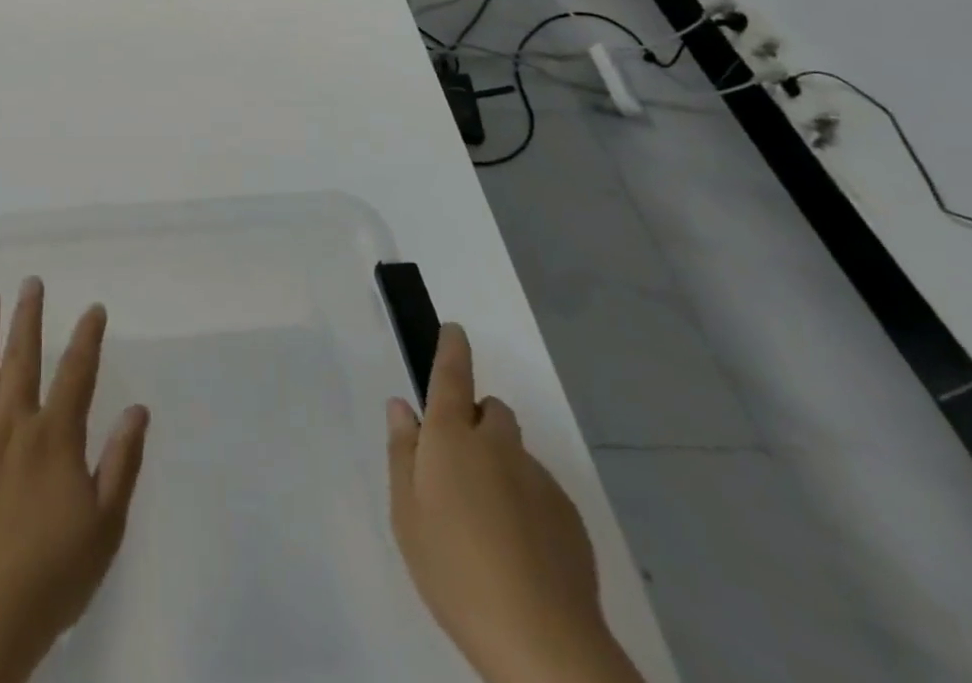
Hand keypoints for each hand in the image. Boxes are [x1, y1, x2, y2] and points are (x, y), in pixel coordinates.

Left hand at [0, 279, 149, 682]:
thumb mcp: (104, 528)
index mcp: (54, 438)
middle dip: (28, 317)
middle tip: (30, 282)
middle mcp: (12, 427)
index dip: (87, 338)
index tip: (93, 309)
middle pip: (22, 359)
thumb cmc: (50, 578)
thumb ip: (121, 463)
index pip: (76, 374)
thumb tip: (138, 410)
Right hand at [387, 324, 643, 682]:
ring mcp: (538, 478)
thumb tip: (402, 407)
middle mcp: (497, 444)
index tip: (455, 329)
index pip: (452, 375)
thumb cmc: (453, 569)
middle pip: (490, 411)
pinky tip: (519, 552)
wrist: (542, 642)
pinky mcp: (569, 516)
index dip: (452, 348)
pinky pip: (539, 490)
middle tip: (458, 469)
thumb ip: (402, 452)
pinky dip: (526, 503)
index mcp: (452, 437)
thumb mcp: (406, 513)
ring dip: (501, 466)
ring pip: (515, 453)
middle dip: (476, 423)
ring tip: (488, 524)